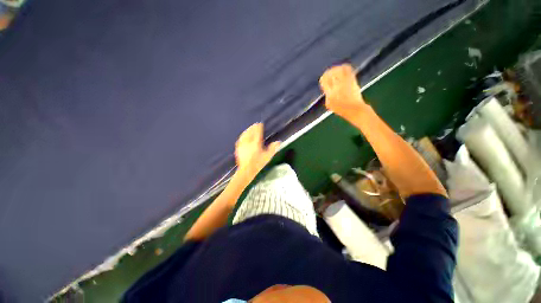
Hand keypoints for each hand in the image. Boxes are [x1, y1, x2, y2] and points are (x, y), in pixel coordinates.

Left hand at [235, 123, 279, 181]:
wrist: (246, 170)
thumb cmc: (258, 164)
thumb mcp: (267, 157)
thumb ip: (272, 149)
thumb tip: (278, 142)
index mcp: (256, 143)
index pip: (257, 132)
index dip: (259, 127)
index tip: (260, 124)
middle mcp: (248, 142)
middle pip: (250, 132)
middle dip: (253, 127)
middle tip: (255, 125)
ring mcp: (242, 145)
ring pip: (244, 135)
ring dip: (247, 130)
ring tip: (249, 128)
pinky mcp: (238, 148)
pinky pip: (240, 139)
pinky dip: (242, 136)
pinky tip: (243, 136)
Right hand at [319, 64, 366, 119]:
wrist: (355, 110)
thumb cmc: (341, 110)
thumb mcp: (329, 105)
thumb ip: (327, 95)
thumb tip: (327, 88)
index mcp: (330, 94)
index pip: (324, 80)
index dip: (323, 78)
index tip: (324, 78)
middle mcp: (337, 87)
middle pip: (331, 74)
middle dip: (329, 72)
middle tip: (329, 73)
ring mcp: (345, 83)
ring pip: (339, 70)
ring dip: (336, 69)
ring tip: (335, 69)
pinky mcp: (352, 81)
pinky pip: (348, 70)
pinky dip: (344, 67)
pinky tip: (343, 68)